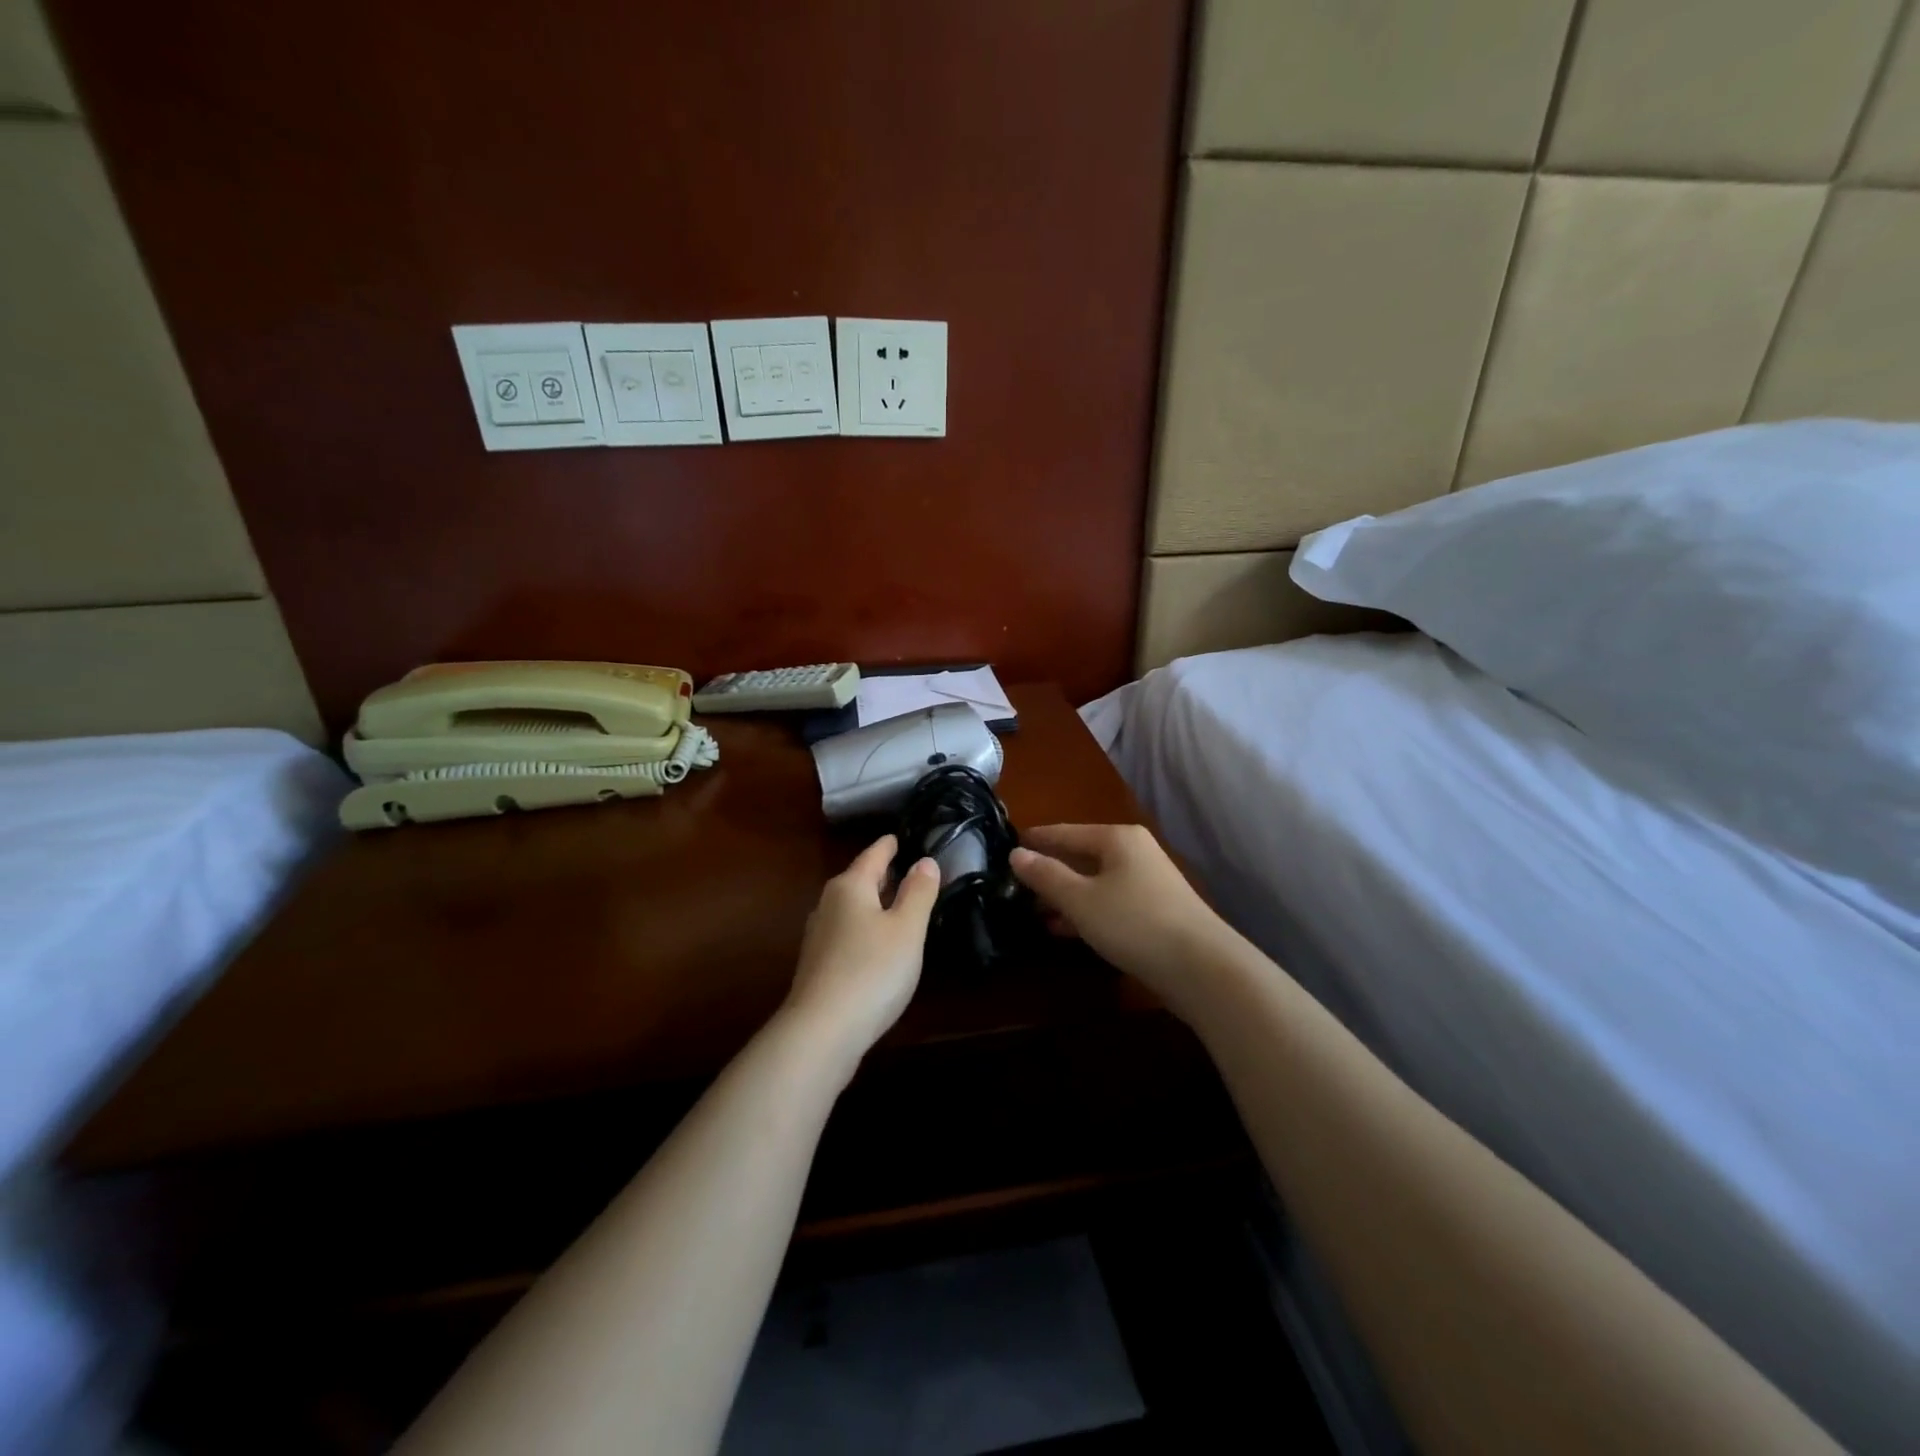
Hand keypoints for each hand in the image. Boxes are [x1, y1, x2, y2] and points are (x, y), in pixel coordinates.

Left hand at [783, 835, 940, 1070]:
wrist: (821, 1031)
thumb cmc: (872, 970)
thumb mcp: (907, 929)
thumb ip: (918, 892)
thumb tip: (925, 861)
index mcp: (850, 886)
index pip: (874, 855)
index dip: (890, 845)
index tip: (900, 836)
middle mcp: (828, 904)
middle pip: (858, 879)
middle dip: (882, 874)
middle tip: (907, 868)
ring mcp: (819, 936)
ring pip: (851, 907)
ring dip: (873, 903)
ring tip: (896, 904)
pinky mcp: (817, 965)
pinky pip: (846, 932)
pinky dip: (864, 928)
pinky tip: (877, 944)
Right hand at [1010, 824, 1227, 998]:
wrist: (1203, 968)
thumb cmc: (1134, 923)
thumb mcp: (1081, 900)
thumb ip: (1046, 876)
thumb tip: (1016, 853)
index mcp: (1117, 838)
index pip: (1066, 831)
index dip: (1037, 839)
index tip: (1008, 845)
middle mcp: (1135, 852)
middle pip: (1082, 856)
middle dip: (1050, 872)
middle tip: (1016, 885)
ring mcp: (1149, 883)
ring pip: (1096, 882)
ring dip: (1066, 896)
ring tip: (1033, 912)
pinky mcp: (1156, 912)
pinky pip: (1110, 903)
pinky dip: (1087, 912)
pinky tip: (1065, 930)